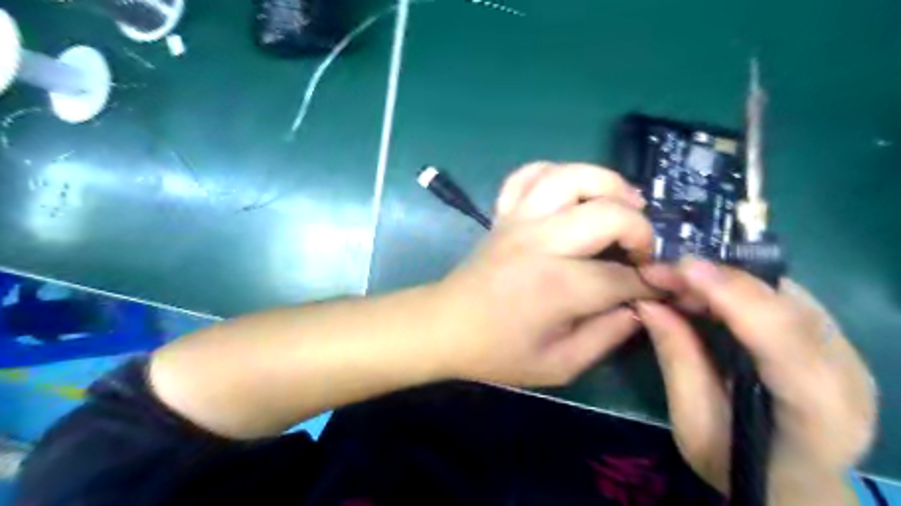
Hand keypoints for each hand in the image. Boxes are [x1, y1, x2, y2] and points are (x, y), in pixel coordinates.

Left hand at [434, 162, 658, 386]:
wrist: (444, 326)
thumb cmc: (497, 352)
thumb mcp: (558, 365)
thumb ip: (605, 337)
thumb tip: (639, 307)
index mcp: (556, 286)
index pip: (622, 276)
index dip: (652, 283)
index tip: (664, 287)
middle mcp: (540, 242)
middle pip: (608, 214)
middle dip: (641, 230)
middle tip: (642, 253)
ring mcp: (518, 221)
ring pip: (570, 177)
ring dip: (607, 183)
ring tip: (625, 203)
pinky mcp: (503, 214)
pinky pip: (528, 175)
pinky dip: (556, 173)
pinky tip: (571, 192)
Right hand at [636, 259, 875, 503]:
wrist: (792, 481)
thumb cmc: (736, 463)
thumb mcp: (693, 422)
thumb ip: (677, 360)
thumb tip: (649, 303)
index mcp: (819, 414)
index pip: (785, 343)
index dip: (735, 299)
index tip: (685, 269)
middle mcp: (847, 374)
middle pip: (787, 308)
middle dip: (720, 280)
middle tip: (663, 271)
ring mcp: (846, 352)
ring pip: (784, 294)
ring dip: (725, 279)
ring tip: (676, 280)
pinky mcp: (831, 338)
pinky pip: (782, 296)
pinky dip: (737, 286)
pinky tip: (703, 288)